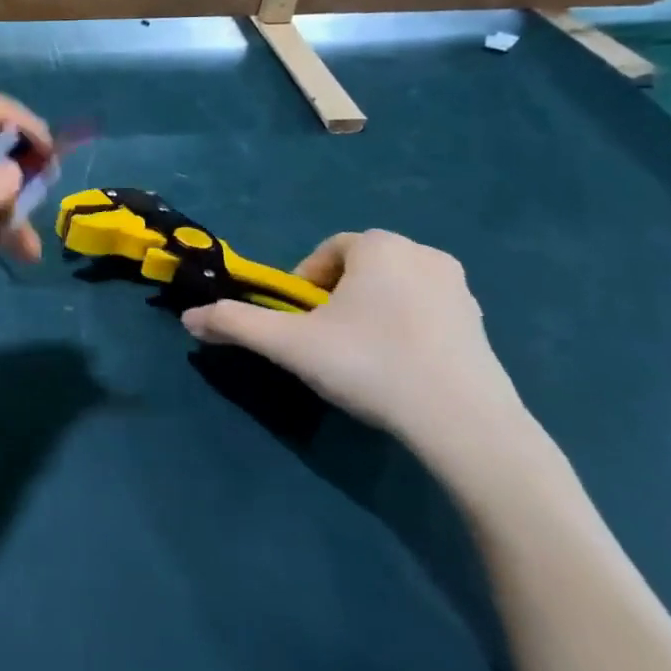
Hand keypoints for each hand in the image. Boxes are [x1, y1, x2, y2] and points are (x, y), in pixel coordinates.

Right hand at [181, 230, 528, 471]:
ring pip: (392, 290)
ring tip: (360, 359)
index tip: (297, 324)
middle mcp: (422, 254)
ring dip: (369, 313)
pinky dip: (404, 330)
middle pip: (359, 269)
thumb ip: (235, 324)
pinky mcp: (481, 323)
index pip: (326, 253)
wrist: (465, 424)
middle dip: (335, 299)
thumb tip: (188, 318)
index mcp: (379, 246)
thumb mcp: (290, 346)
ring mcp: (459, 288)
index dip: (303, 286)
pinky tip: (399, 370)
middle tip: (324, 343)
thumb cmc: (370, 366)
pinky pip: (426, 312)